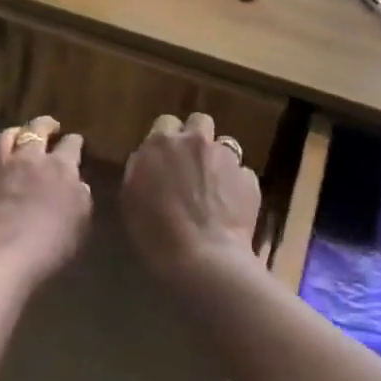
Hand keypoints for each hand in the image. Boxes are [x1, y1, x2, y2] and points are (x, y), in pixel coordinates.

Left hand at [0, 116, 92, 285]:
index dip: (75, 141)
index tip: (77, 143)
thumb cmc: (50, 245)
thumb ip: (80, 199)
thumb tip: (79, 185)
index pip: (71, 144)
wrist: (0, 257)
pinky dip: (2, 157)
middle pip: (37, 128)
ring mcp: (4, 169)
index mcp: (61, 167)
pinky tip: (5, 167)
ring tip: (21, 135)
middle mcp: (31, 159)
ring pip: (8, 136)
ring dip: (17, 131)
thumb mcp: (80, 224)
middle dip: (46, 124)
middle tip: (51, 127)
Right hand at [120, 113, 259, 284]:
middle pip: (199, 122)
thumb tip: (148, 160)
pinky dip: (237, 185)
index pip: (165, 122)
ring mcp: (226, 158)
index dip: (167, 138)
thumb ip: (140, 169)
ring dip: (218, 160)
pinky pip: (242, 173)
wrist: (201, 258)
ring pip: (225, 145)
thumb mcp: (131, 197)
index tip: (165, 156)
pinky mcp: (249, 179)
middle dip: (196, 137)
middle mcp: (195, 141)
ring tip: (214, 186)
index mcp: (160, 143)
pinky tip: (231, 206)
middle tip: (191, 162)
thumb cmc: (154, 232)